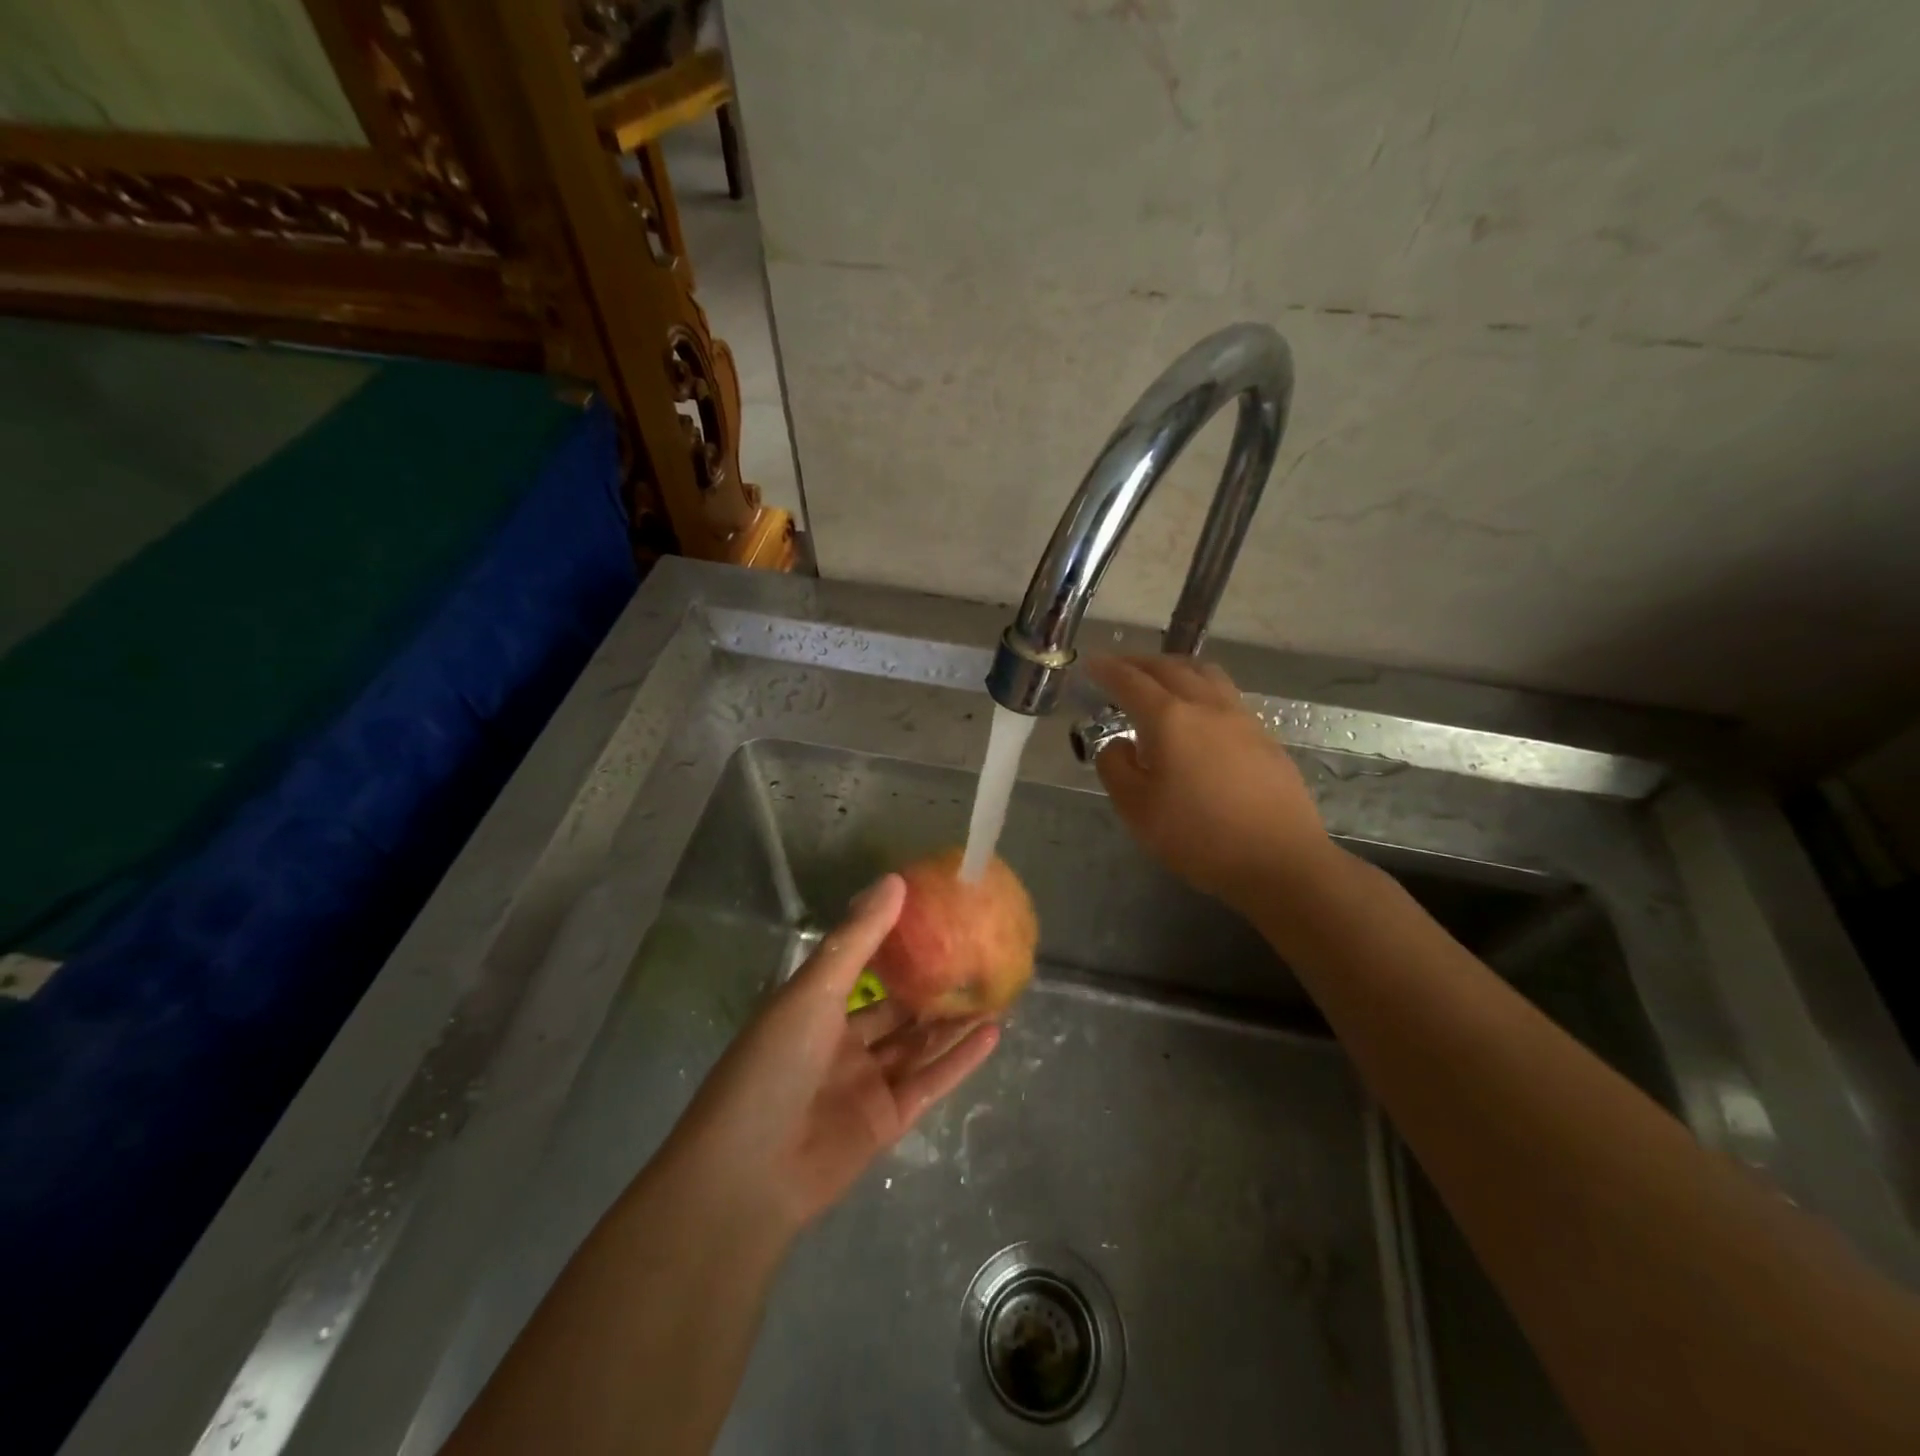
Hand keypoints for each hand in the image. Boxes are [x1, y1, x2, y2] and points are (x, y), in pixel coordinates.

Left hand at [657, 874, 1000, 1239]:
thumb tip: (895, 880)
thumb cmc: (773, 1065)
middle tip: (976, 952)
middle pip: (897, 1006)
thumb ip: (857, 939)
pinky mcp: (887, 1120)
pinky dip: (960, 1059)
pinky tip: (992, 1033)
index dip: (896, 940)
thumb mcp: (814, 990)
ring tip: (995, 988)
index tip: (936, 913)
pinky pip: (930, 1081)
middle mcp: (842, 1041)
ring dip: (953, 1019)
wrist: (748, 1174)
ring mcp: (866, 1082)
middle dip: (932, 982)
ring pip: (918, 1043)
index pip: (863, 965)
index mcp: (815, 1007)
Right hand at [1086, 655, 1333, 914]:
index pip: (1130, 682)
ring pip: (1204, 673)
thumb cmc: (1198, 837)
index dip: (1107, 670)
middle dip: (1139, 663)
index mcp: (1169, 719)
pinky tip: (1198, 710)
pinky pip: (1225, 693)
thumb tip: (1119, 743)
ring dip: (1174, 667)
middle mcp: (1206, 706)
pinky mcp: (1264, 736)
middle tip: (1118, 666)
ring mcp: (1241, 718)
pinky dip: (1200, 686)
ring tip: (1160, 678)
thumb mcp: (1136, 809)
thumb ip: (1115, 768)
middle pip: (1169, 668)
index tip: (1091, 663)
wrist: (1279, 860)